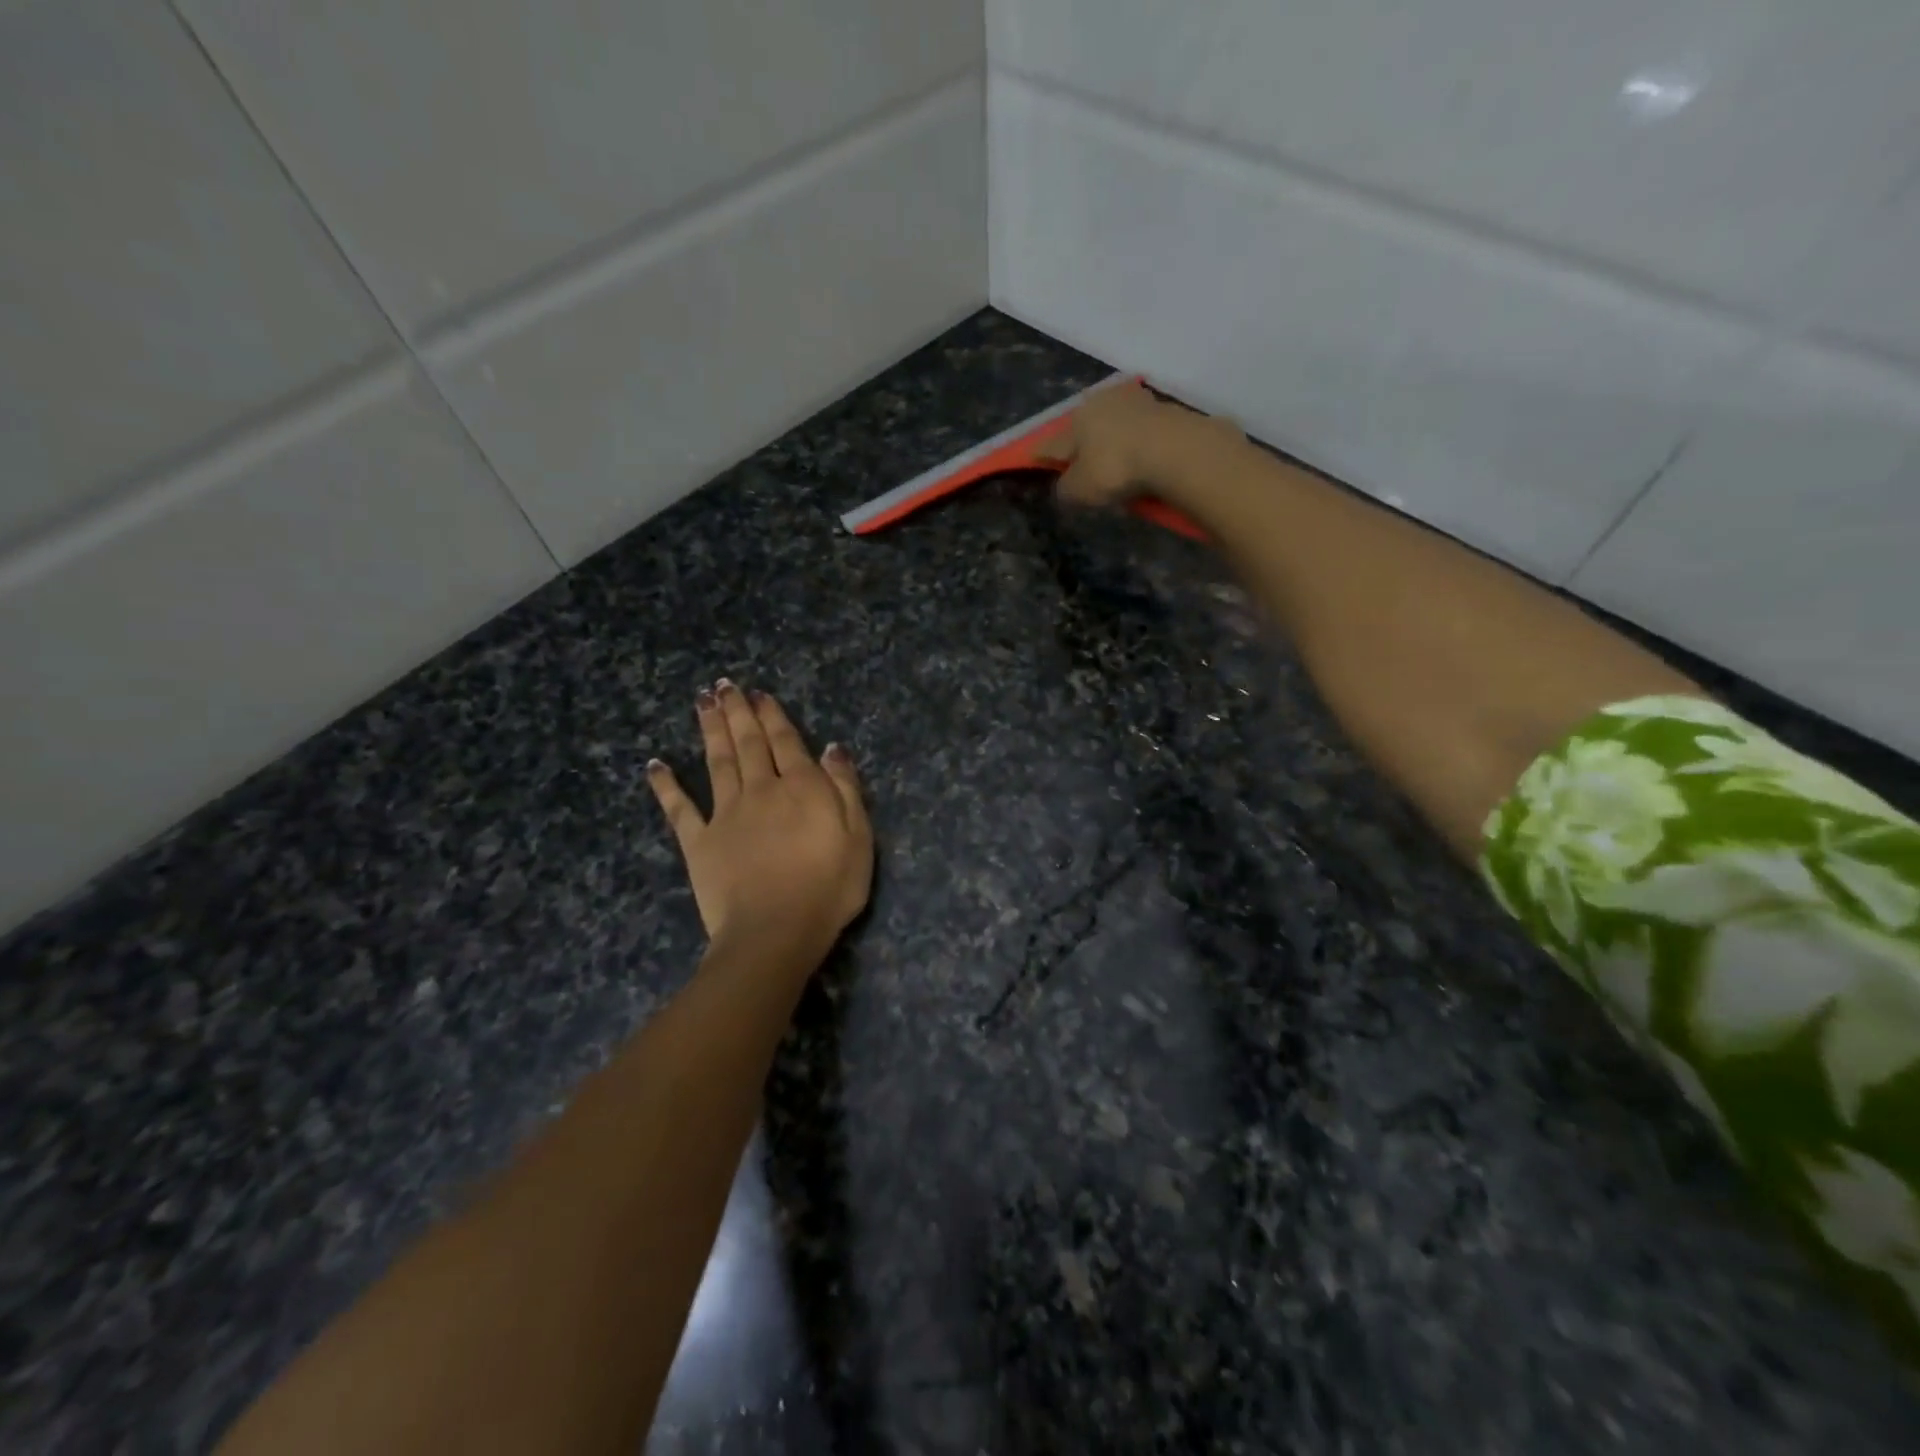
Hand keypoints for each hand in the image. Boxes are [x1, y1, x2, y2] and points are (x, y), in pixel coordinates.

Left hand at [648, 681, 872, 960]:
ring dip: (709, 730)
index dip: (772, 715)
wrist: (776, 931)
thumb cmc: (828, 887)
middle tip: (724, 685)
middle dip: (737, 712)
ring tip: (702, 701)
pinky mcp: (698, 842)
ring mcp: (725, 814)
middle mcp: (760, 790)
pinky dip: (666, 785)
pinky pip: (679, 809)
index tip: (759, 694)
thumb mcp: (858, 836)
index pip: (785, 741)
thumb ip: (845, 788)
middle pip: (747, 743)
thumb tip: (832, 748)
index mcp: (801, 787)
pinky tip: (655, 765)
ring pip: (716, 762)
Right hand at [1043, 381, 1243, 509]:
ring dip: (1113, 440)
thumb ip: (1065, 489)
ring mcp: (1136, 402)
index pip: (1052, 442)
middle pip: (1085, 427)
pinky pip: (1142, 431)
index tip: (1037, 461)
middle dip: (1082, 444)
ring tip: (1114, 461)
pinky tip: (1140, 458)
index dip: (1043, 456)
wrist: (1175, 450)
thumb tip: (1064, 486)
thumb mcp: (1079, 490)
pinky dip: (1137, 443)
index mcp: (1076, 418)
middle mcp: (1103, 402)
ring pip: (1115, 425)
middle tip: (1082, 465)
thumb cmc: (1115, 468)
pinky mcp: (1165, 410)